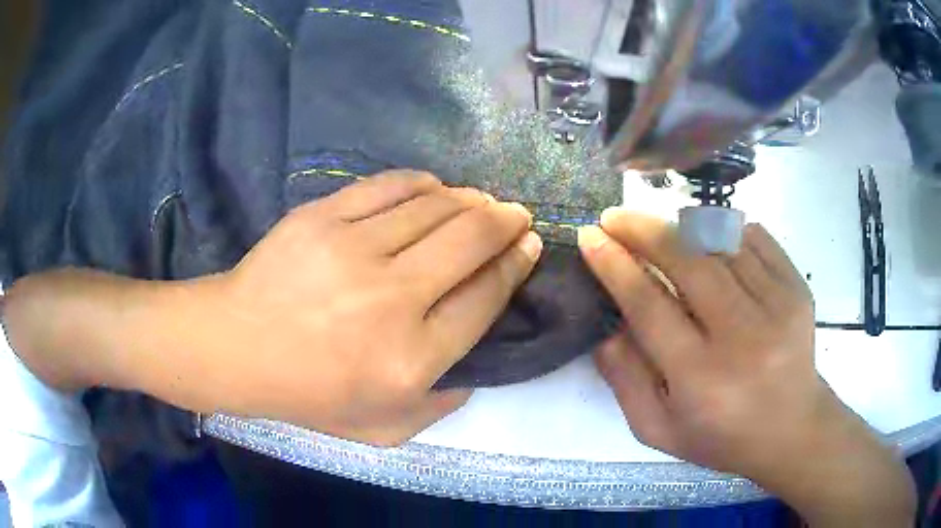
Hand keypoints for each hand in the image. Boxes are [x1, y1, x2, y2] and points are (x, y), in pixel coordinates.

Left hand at [4, 172, 542, 447]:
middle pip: (472, 242)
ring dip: (471, 199)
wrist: (234, 348)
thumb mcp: (382, 430)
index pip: (486, 298)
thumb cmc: (306, 394)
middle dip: (507, 222)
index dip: (515, 267)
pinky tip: (435, 187)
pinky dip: (424, 183)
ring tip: (481, 201)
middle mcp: (392, 300)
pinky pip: (390, 186)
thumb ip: (440, 406)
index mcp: (411, 360)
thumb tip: (476, 365)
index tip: (528, 248)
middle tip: (517, 215)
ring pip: (437, 206)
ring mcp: (353, 250)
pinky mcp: (322, 217)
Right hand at [578, 210, 913, 526]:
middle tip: (615, 216)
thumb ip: (625, 379)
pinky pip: (755, 239)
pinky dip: (726, 231)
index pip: (649, 305)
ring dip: (682, 229)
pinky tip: (712, 242)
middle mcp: (741, 336)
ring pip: (720, 242)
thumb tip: (605, 325)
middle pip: (687, 261)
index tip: (590, 236)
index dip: (615, 265)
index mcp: (700, 378)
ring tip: (661, 232)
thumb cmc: (720, 437)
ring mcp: (777, 306)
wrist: (792, 429)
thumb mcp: (657, 428)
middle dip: (643, 229)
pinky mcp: (797, 288)